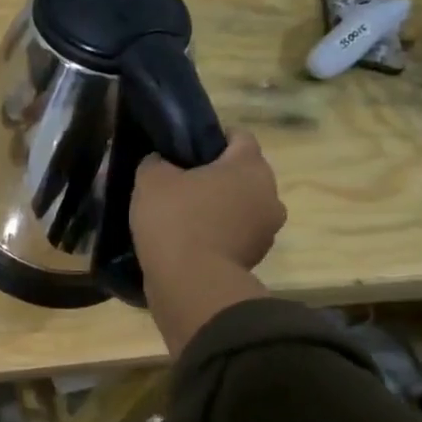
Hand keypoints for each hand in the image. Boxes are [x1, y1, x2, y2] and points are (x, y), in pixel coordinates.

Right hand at [131, 130, 286, 275]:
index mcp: (250, 166)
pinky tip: (188, 239)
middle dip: (215, 175)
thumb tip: (161, 162)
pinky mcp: (256, 259)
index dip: (212, 137)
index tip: (185, 148)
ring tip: (182, 214)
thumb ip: (156, 162)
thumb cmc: (176, 220)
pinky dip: (218, 233)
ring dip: (218, 207)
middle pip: (242, 173)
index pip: (238, 136)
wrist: (191, 285)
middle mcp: (269, 194)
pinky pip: (235, 234)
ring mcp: (267, 230)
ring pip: (240, 205)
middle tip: (179, 181)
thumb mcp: (151, 180)